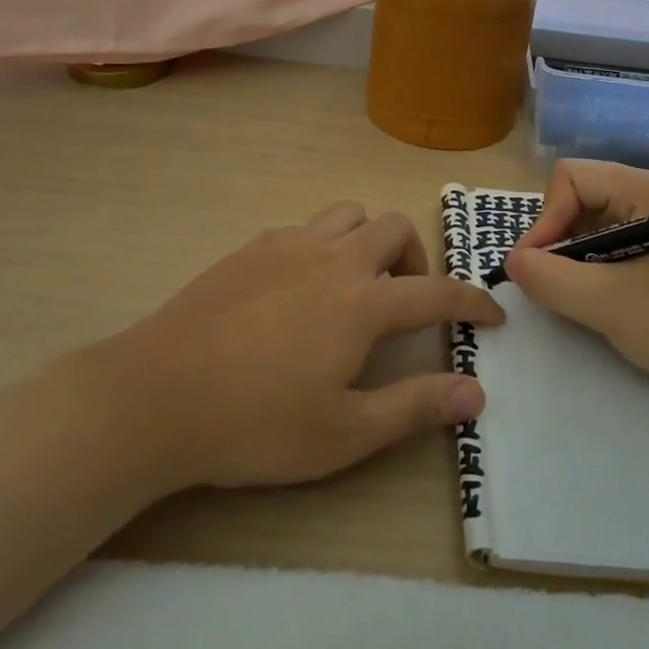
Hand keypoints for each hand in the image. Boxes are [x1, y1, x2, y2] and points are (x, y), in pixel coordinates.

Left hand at [114, 201, 503, 489]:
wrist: (156, 396)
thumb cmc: (255, 424)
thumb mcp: (344, 434)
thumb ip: (415, 407)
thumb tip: (476, 391)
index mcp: (362, 303)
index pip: (437, 292)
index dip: (473, 301)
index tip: (493, 314)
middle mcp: (332, 259)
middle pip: (394, 229)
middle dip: (416, 261)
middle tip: (404, 304)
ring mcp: (288, 246)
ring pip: (349, 214)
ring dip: (368, 241)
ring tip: (355, 286)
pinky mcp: (250, 248)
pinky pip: (304, 227)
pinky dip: (323, 246)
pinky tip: (300, 288)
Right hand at [503, 160, 648, 399]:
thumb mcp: (610, 305)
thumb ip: (551, 280)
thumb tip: (513, 262)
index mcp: (641, 189)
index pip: (568, 178)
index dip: (544, 219)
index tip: (537, 269)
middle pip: (578, 197)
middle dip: (558, 240)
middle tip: (556, 287)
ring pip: (594, 223)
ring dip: (577, 258)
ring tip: (581, 299)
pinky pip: (615, 244)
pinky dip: (598, 269)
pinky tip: (608, 302)